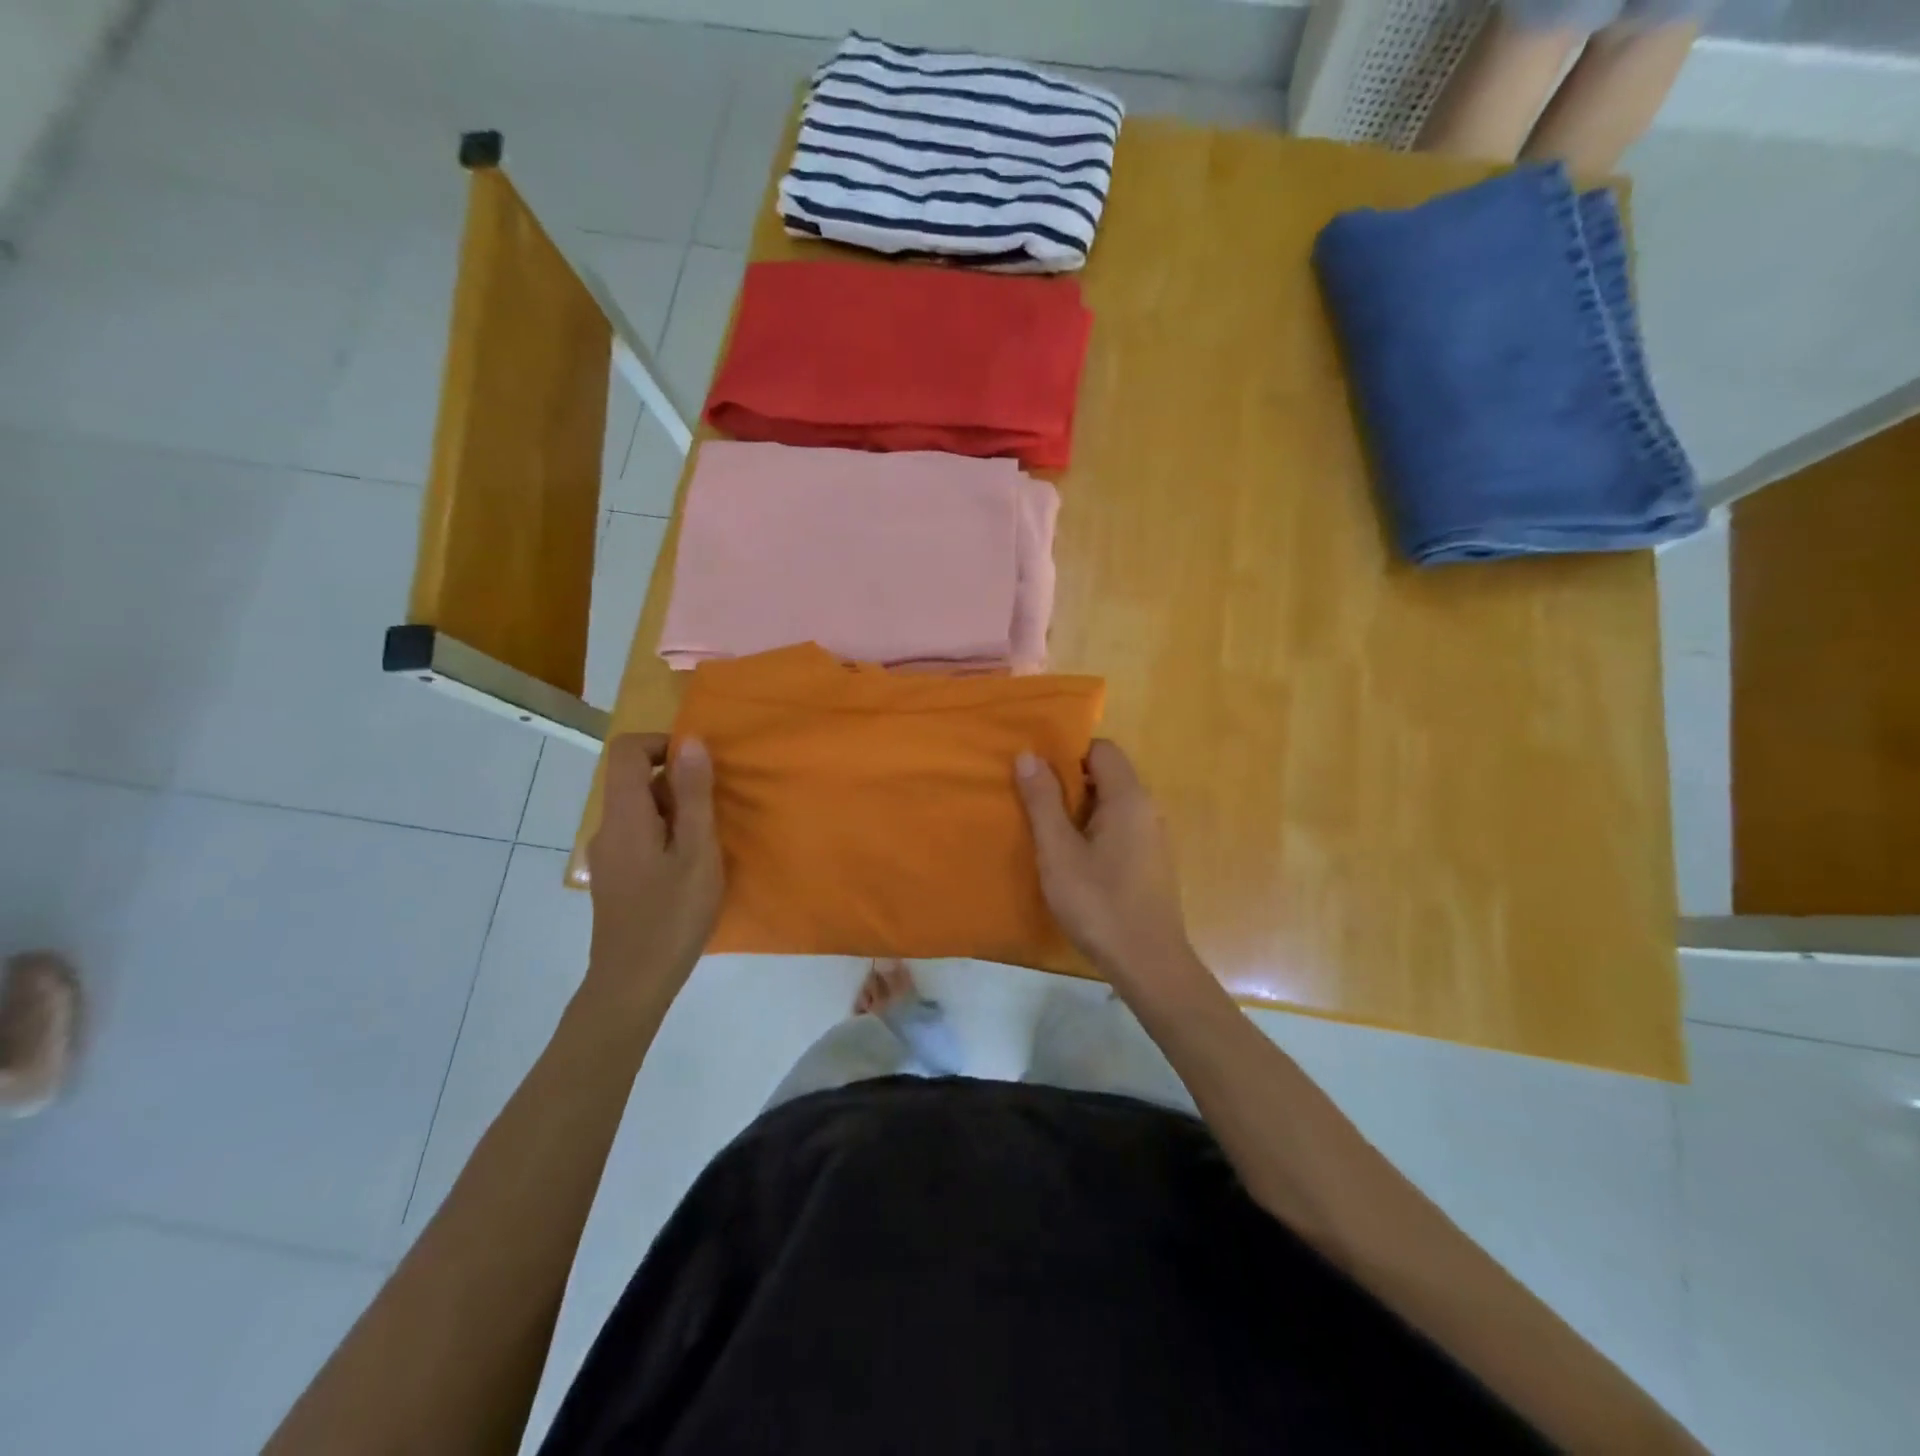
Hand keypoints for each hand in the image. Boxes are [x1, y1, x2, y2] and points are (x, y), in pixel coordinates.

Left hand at [586, 734, 722, 1004]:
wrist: (633, 983)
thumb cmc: (671, 915)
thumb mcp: (697, 851)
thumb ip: (694, 794)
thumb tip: (690, 740)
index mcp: (624, 815)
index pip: (627, 750)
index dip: (663, 744)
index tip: (701, 766)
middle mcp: (607, 828)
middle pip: (635, 780)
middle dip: (678, 783)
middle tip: (716, 813)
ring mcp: (608, 855)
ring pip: (640, 810)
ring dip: (676, 812)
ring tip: (709, 843)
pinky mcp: (615, 877)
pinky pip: (639, 835)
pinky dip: (667, 835)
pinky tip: (690, 868)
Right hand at [1015, 741, 1207, 996]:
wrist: (1148, 963)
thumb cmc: (1099, 903)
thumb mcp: (1058, 851)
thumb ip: (1043, 801)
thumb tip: (1028, 755)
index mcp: (1128, 797)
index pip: (1102, 749)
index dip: (1068, 753)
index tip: (1036, 772)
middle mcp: (1147, 808)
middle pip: (1108, 774)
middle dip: (1069, 781)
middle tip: (1033, 801)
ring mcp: (1154, 836)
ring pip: (1113, 803)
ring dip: (1080, 808)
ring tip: (1046, 829)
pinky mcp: (1152, 860)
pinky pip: (1120, 827)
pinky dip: (1095, 829)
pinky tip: (1073, 858)